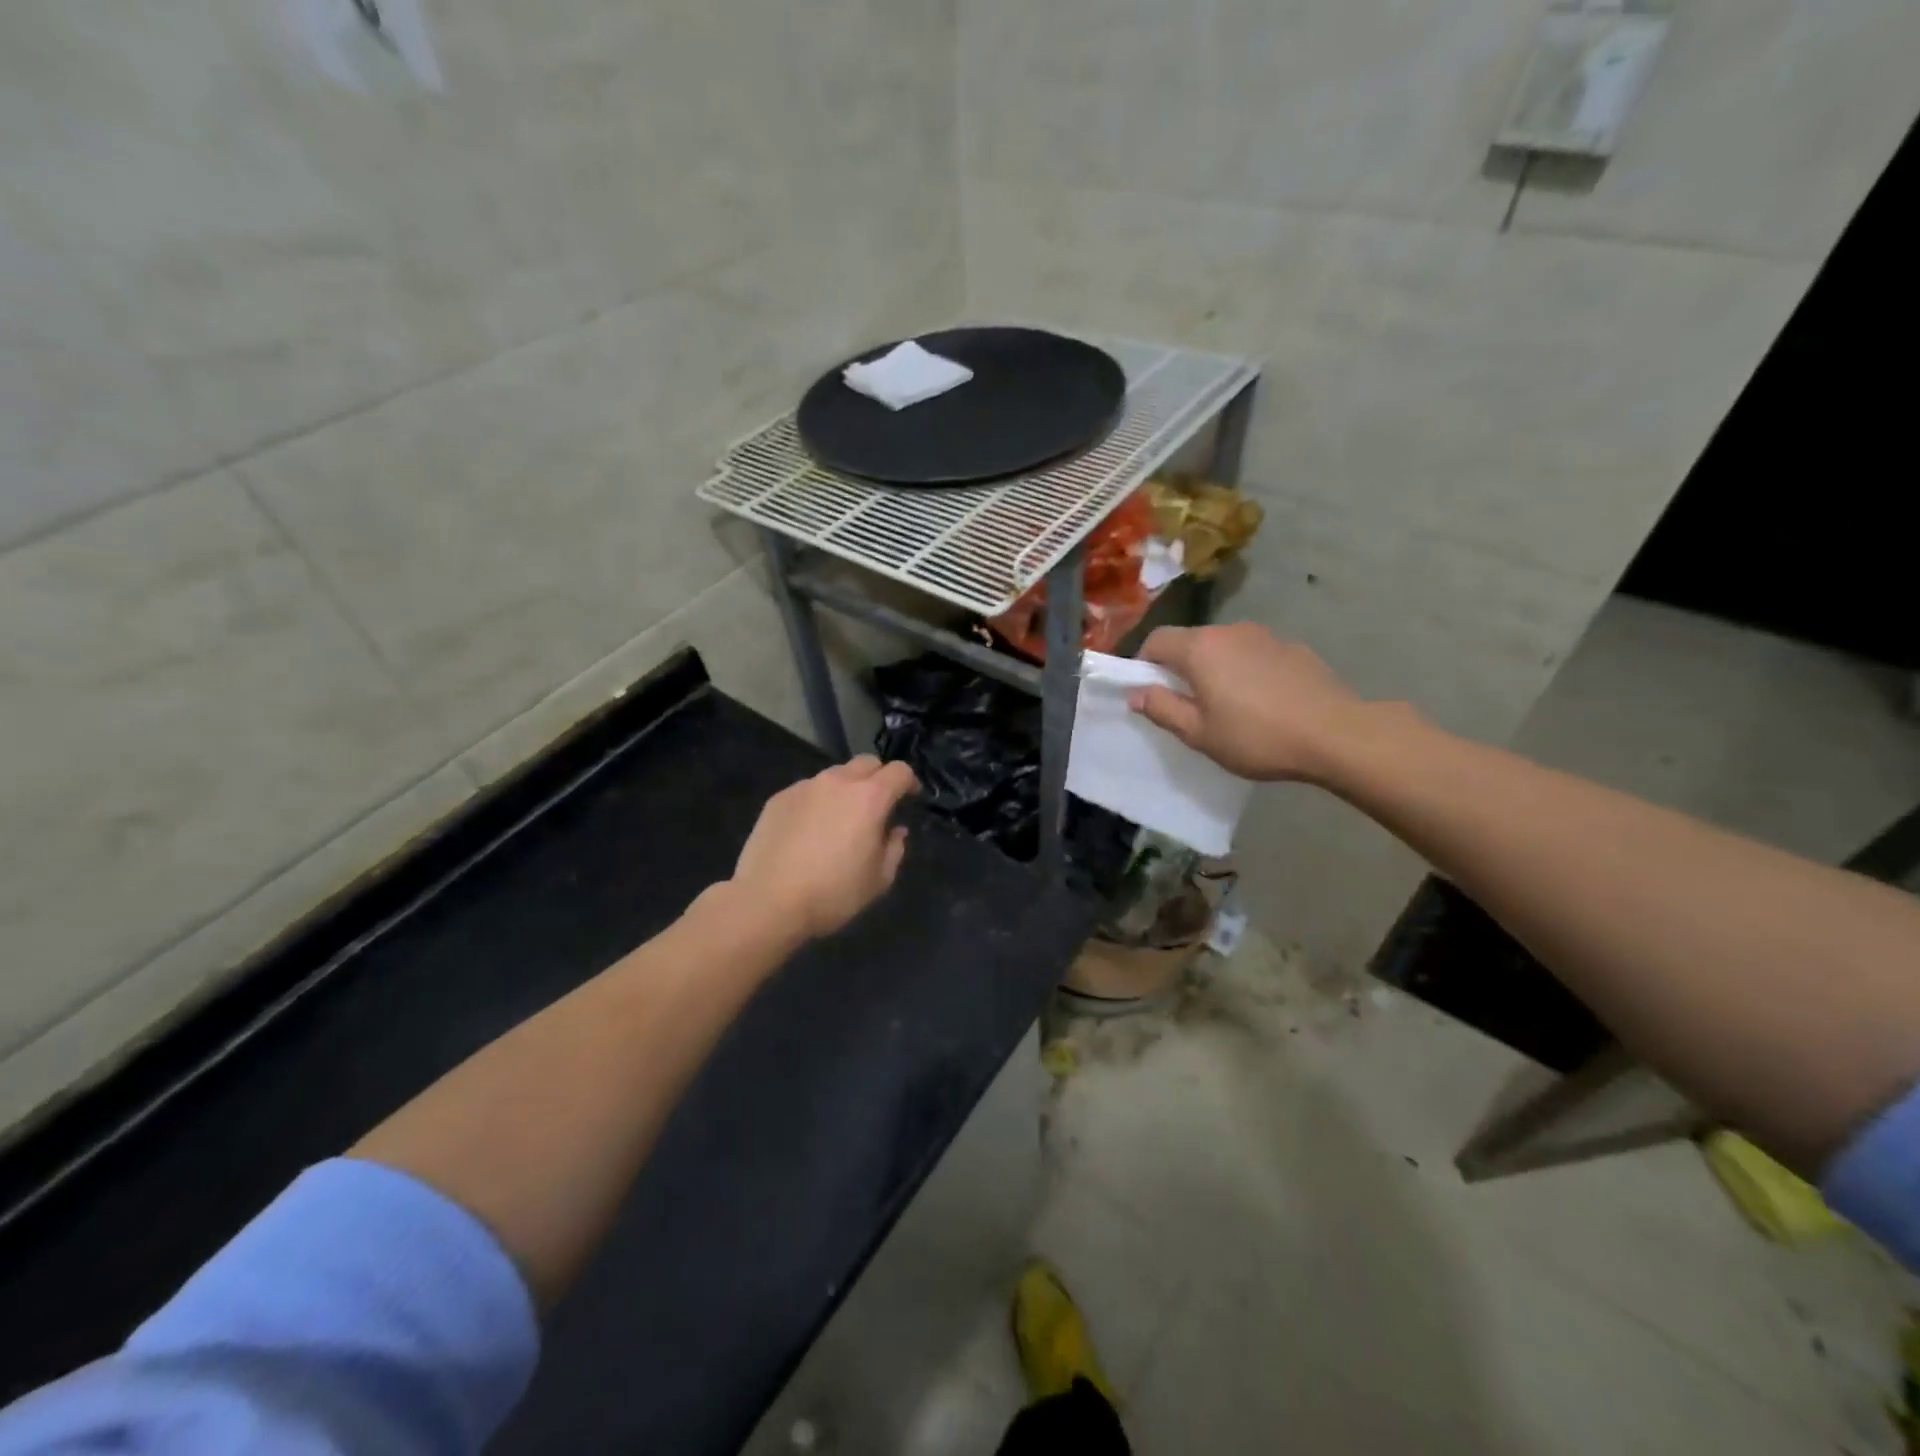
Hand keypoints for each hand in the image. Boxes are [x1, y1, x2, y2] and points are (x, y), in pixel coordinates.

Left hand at [729, 756, 918, 939]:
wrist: (768, 901)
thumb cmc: (832, 893)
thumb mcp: (879, 880)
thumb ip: (894, 848)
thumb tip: (895, 830)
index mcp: (869, 798)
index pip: (899, 771)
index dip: (909, 782)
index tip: (910, 798)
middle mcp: (837, 782)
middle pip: (867, 763)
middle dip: (878, 777)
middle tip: (877, 805)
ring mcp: (805, 787)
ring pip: (835, 776)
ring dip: (846, 789)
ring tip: (840, 819)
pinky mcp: (778, 798)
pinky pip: (807, 791)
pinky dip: (817, 802)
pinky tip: (809, 831)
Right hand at [1129, 624, 1369, 783]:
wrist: (1336, 734)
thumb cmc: (1257, 737)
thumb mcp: (1199, 733)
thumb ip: (1162, 709)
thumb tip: (1136, 693)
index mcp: (1200, 648)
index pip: (1156, 640)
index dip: (1143, 663)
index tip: (1148, 691)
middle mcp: (1229, 631)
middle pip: (1190, 640)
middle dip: (1179, 666)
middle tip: (1186, 703)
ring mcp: (1264, 635)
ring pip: (1223, 646)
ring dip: (1214, 667)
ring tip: (1226, 704)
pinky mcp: (1292, 647)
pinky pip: (1253, 653)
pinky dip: (1245, 669)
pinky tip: (1261, 701)